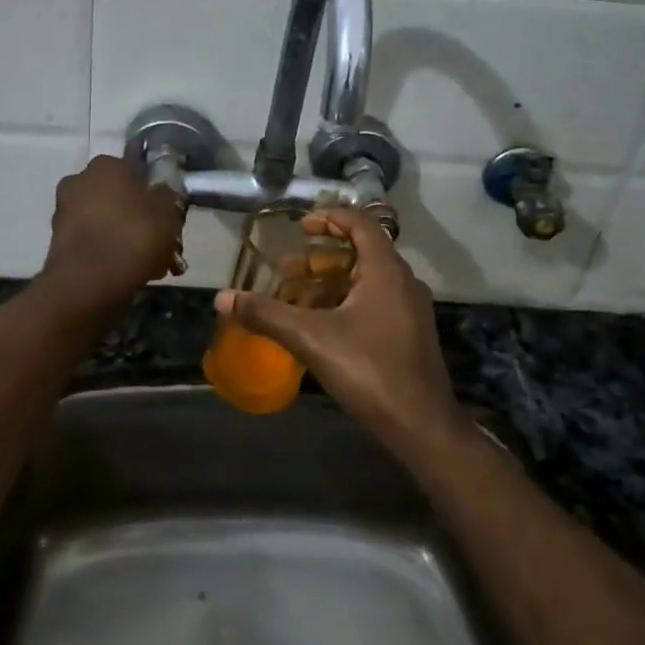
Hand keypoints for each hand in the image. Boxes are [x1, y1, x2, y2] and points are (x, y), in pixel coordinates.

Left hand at [39, 155, 184, 308]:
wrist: (87, 283)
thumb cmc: (132, 237)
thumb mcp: (167, 214)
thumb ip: (167, 196)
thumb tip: (161, 190)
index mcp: (107, 165)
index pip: (135, 170)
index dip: (153, 193)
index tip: (166, 215)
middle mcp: (80, 180)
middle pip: (119, 197)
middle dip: (137, 217)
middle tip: (159, 243)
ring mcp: (64, 210)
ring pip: (105, 220)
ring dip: (123, 236)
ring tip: (148, 263)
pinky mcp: (58, 239)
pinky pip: (92, 240)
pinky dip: (107, 251)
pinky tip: (127, 271)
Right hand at [215, 208, 463, 456]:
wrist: (421, 426)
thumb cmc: (369, 370)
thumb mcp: (310, 338)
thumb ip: (266, 314)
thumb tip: (222, 298)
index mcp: (385, 270)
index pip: (360, 223)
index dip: (328, 219)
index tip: (300, 227)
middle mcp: (402, 281)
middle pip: (358, 254)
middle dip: (318, 260)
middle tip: (285, 272)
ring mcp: (409, 309)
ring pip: (364, 281)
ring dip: (328, 285)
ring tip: (293, 299)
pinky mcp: (408, 333)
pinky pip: (372, 303)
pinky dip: (343, 304)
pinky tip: (318, 327)